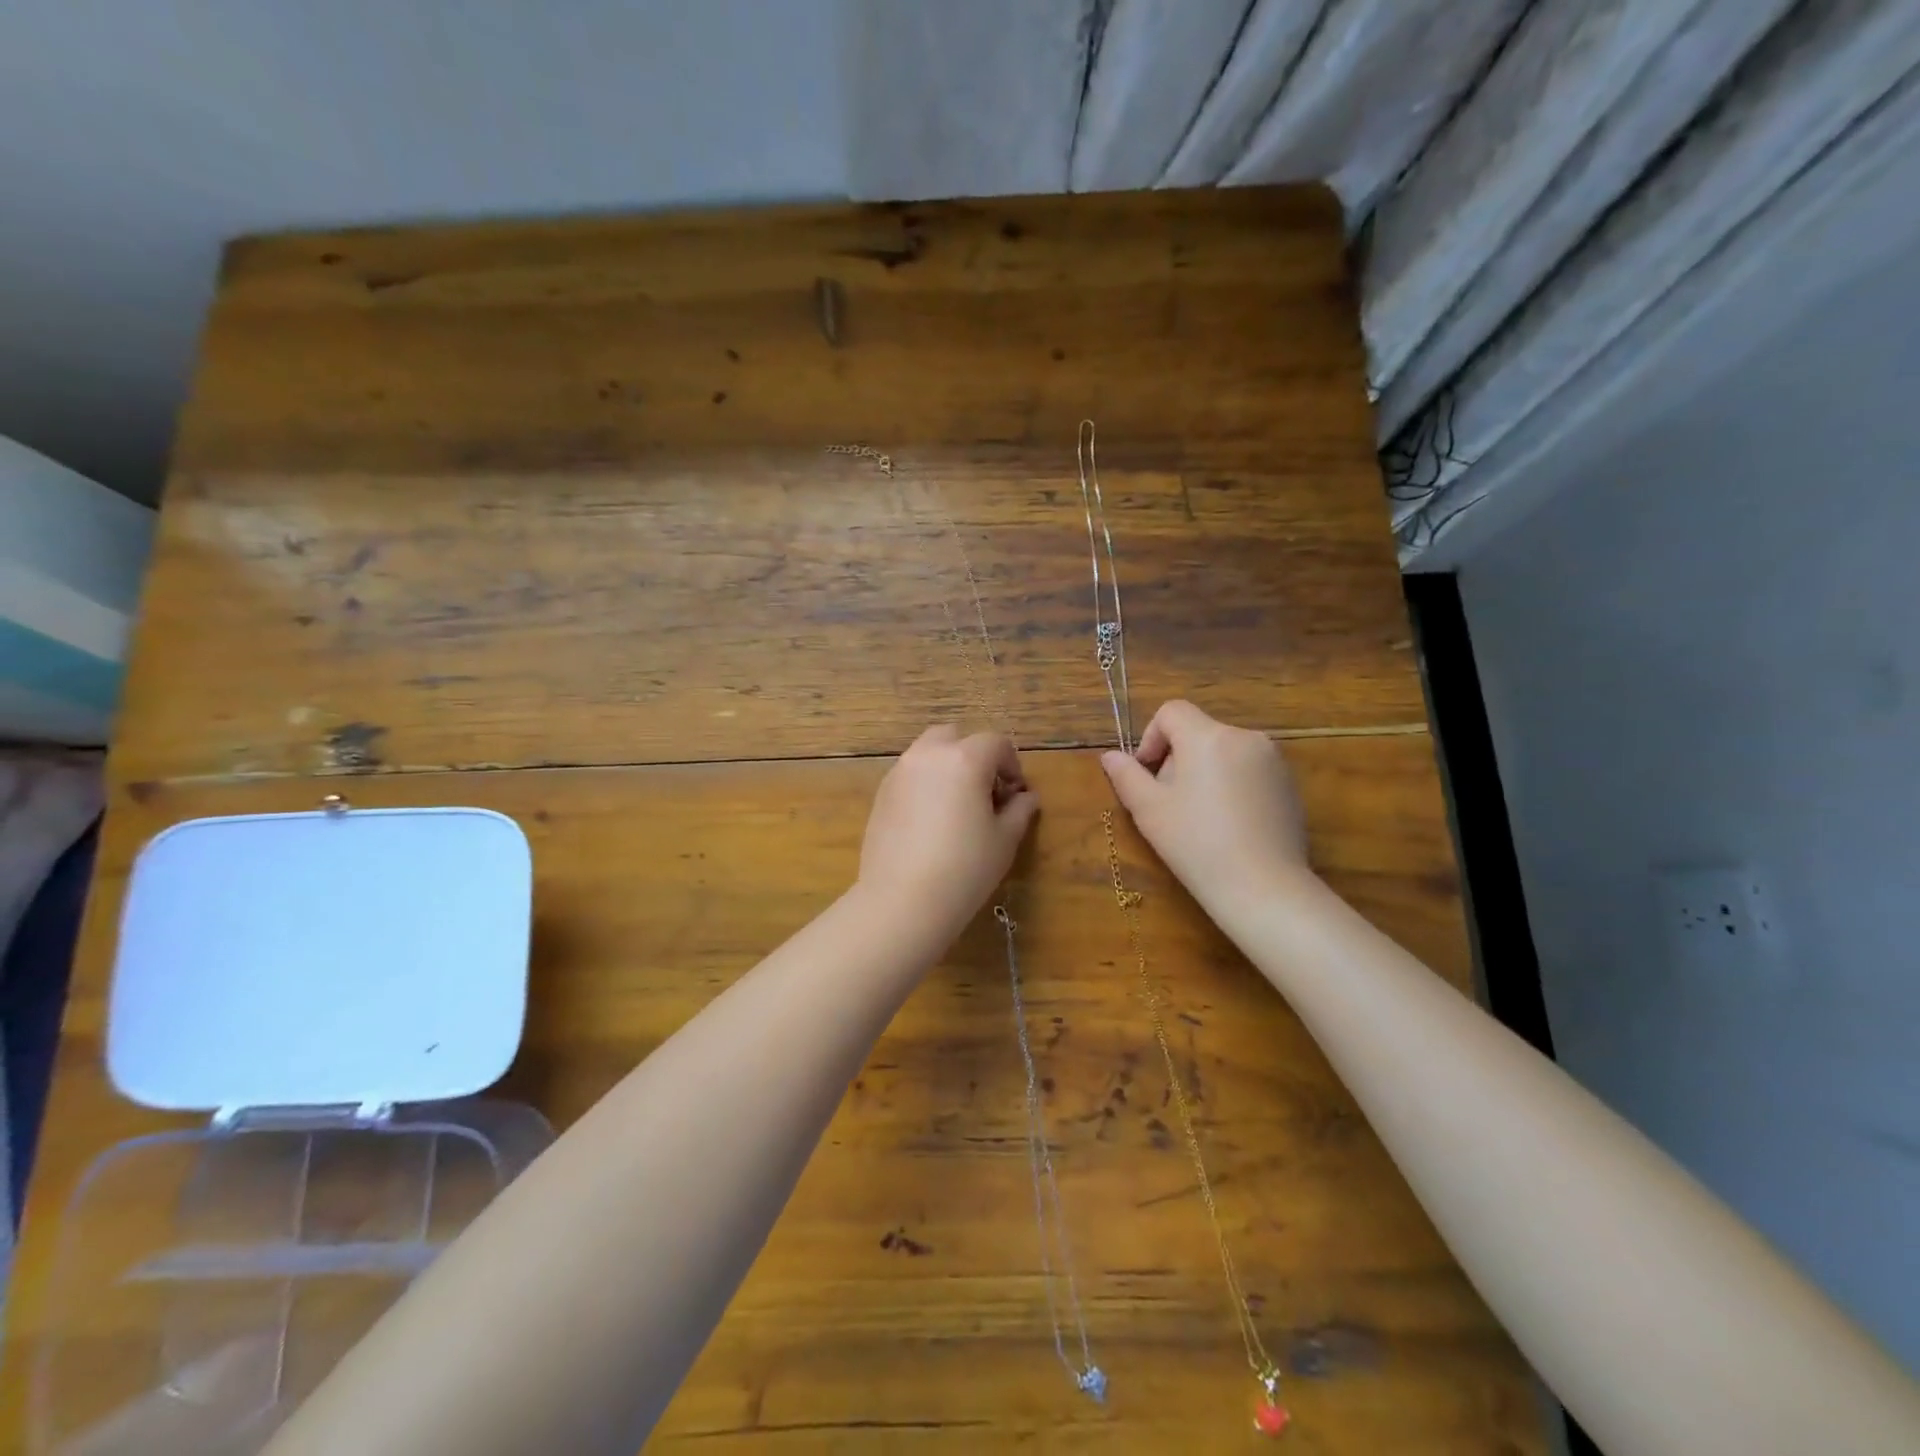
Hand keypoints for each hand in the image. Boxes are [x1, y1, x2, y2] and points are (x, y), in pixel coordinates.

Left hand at [858, 725, 1039, 935]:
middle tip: (985, 791)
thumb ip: (1019, 810)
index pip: (995, 743)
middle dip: (974, 755)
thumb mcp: (1004, 840)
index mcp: (964, 759)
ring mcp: (899, 773)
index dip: (1011, 764)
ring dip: (947, 766)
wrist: (903, 901)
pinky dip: (925, 784)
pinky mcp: (881, 794)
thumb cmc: (965, 869)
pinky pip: (909, 775)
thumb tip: (1026, 797)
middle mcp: (928, 756)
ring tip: (957, 806)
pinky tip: (931, 821)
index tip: (1015, 793)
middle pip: (955, 736)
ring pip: (927, 753)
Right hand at [1100, 700, 1310, 916]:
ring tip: (1200, 818)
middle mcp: (1245, 737)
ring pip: (1224, 752)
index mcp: (1209, 737)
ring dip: (1204, 772)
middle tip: (1169, 804)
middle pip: (1197, 732)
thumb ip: (1126, 776)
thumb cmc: (1197, 844)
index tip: (1146, 775)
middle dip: (1177, 759)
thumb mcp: (1149, 810)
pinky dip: (1232, 785)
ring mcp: (1273, 761)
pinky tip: (1229, 826)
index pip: (1172, 712)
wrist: (1263, 888)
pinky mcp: (1290, 785)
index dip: (1151, 738)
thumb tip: (1110, 756)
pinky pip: (1249, 771)